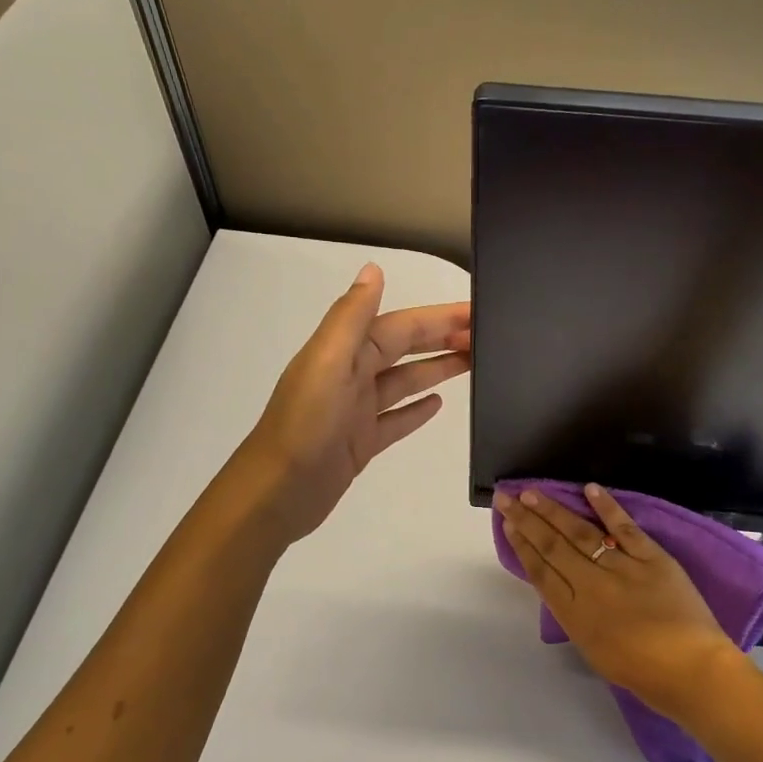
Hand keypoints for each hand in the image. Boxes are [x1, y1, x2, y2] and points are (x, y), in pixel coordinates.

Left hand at [240, 264, 469, 542]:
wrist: (277, 492)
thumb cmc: (305, 425)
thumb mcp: (327, 362)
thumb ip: (351, 317)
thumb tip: (374, 269)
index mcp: (345, 352)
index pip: (401, 325)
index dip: (438, 317)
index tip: (476, 312)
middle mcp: (351, 375)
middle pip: (405, 348)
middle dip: (442, 338)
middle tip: (484, 337)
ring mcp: (357, 410)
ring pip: (405, 381)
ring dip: (436, 369)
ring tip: (472, 362)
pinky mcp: (361, 442)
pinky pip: (396, 419)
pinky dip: (417, 409)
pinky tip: (439, 404)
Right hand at [496, 484, 744, 722]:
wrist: (693, 671)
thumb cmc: (643, 673)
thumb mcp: (594, 649)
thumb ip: (576, 615)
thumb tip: (565, 586)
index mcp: (575, 614)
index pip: (541, 572)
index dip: (521, 545)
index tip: (507, 524)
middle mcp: (592, 586)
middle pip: (552, 546)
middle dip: (527, 520)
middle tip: (507, 498)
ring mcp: (622, 568)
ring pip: (581, 533)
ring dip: (554, 510)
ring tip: (533, 492)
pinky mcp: (652, 557)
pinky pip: (625, 528)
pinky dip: (608, 507)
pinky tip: (589, 489)